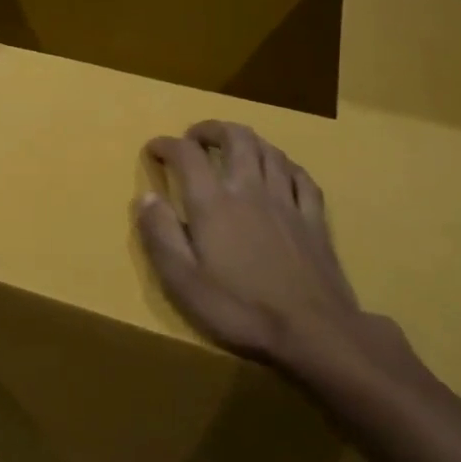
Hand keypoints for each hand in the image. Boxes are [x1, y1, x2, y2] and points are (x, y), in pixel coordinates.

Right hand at [137, 121, 421, 401]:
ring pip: (269, 151)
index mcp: (213, 203)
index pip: (187, 155)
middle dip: (211, 129)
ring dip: (247, 140)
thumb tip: (145, 198)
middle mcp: (250, 189)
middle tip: (195, 137)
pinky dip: (284, 164)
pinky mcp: (315, 219)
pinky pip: (301, 176)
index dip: (166, 145)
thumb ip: (160, 235)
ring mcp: (287, 201)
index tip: (153, 150)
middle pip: (235, 138)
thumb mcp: (183, 281)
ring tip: (233, 147)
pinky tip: (280, 171)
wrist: (313, 332)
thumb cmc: (239, 309)